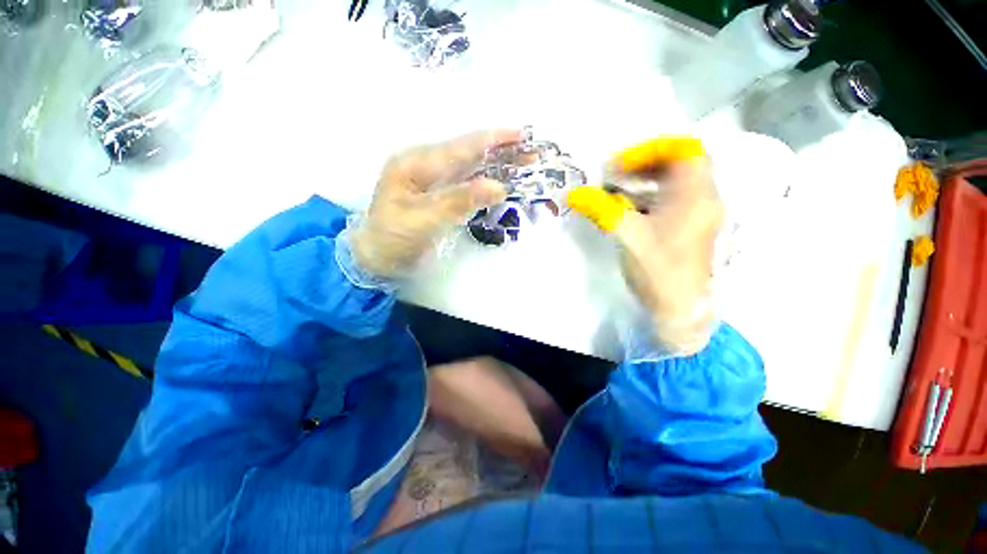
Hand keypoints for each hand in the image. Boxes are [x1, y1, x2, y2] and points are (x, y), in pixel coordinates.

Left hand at [350, 129, 521, 277]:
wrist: (376, 258)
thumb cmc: (393, 240)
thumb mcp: (422, 221)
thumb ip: (458, 202)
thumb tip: (498, 186)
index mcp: (414, 164)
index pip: (459, 148)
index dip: (491, 140)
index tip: (520, 135)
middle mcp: (423, 165)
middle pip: (467, 153)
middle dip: (499, 151)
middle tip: (530, 152)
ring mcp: (430, 179)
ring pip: (468, 167)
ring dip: (495, 164)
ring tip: (521, 163)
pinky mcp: (436, 194)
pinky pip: (464, 182)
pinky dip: (484, 180)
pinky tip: (499, 179)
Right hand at [567, 140, 722, 354]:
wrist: (680, 309)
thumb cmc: (658, 271)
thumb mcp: (628, 237)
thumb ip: (601, 210)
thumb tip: (574, 194)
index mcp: (695, 196)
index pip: (683, 149)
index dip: (650, 150)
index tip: (620, 166)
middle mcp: (704, 199)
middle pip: (680, 163)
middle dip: (644, 164)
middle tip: (615, 175)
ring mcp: (698, 214)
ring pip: (675, 182)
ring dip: (646, 181)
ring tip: (617, 191)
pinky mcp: (690, 227)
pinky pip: (672, 200)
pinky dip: (650, 197)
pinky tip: (628, 210)